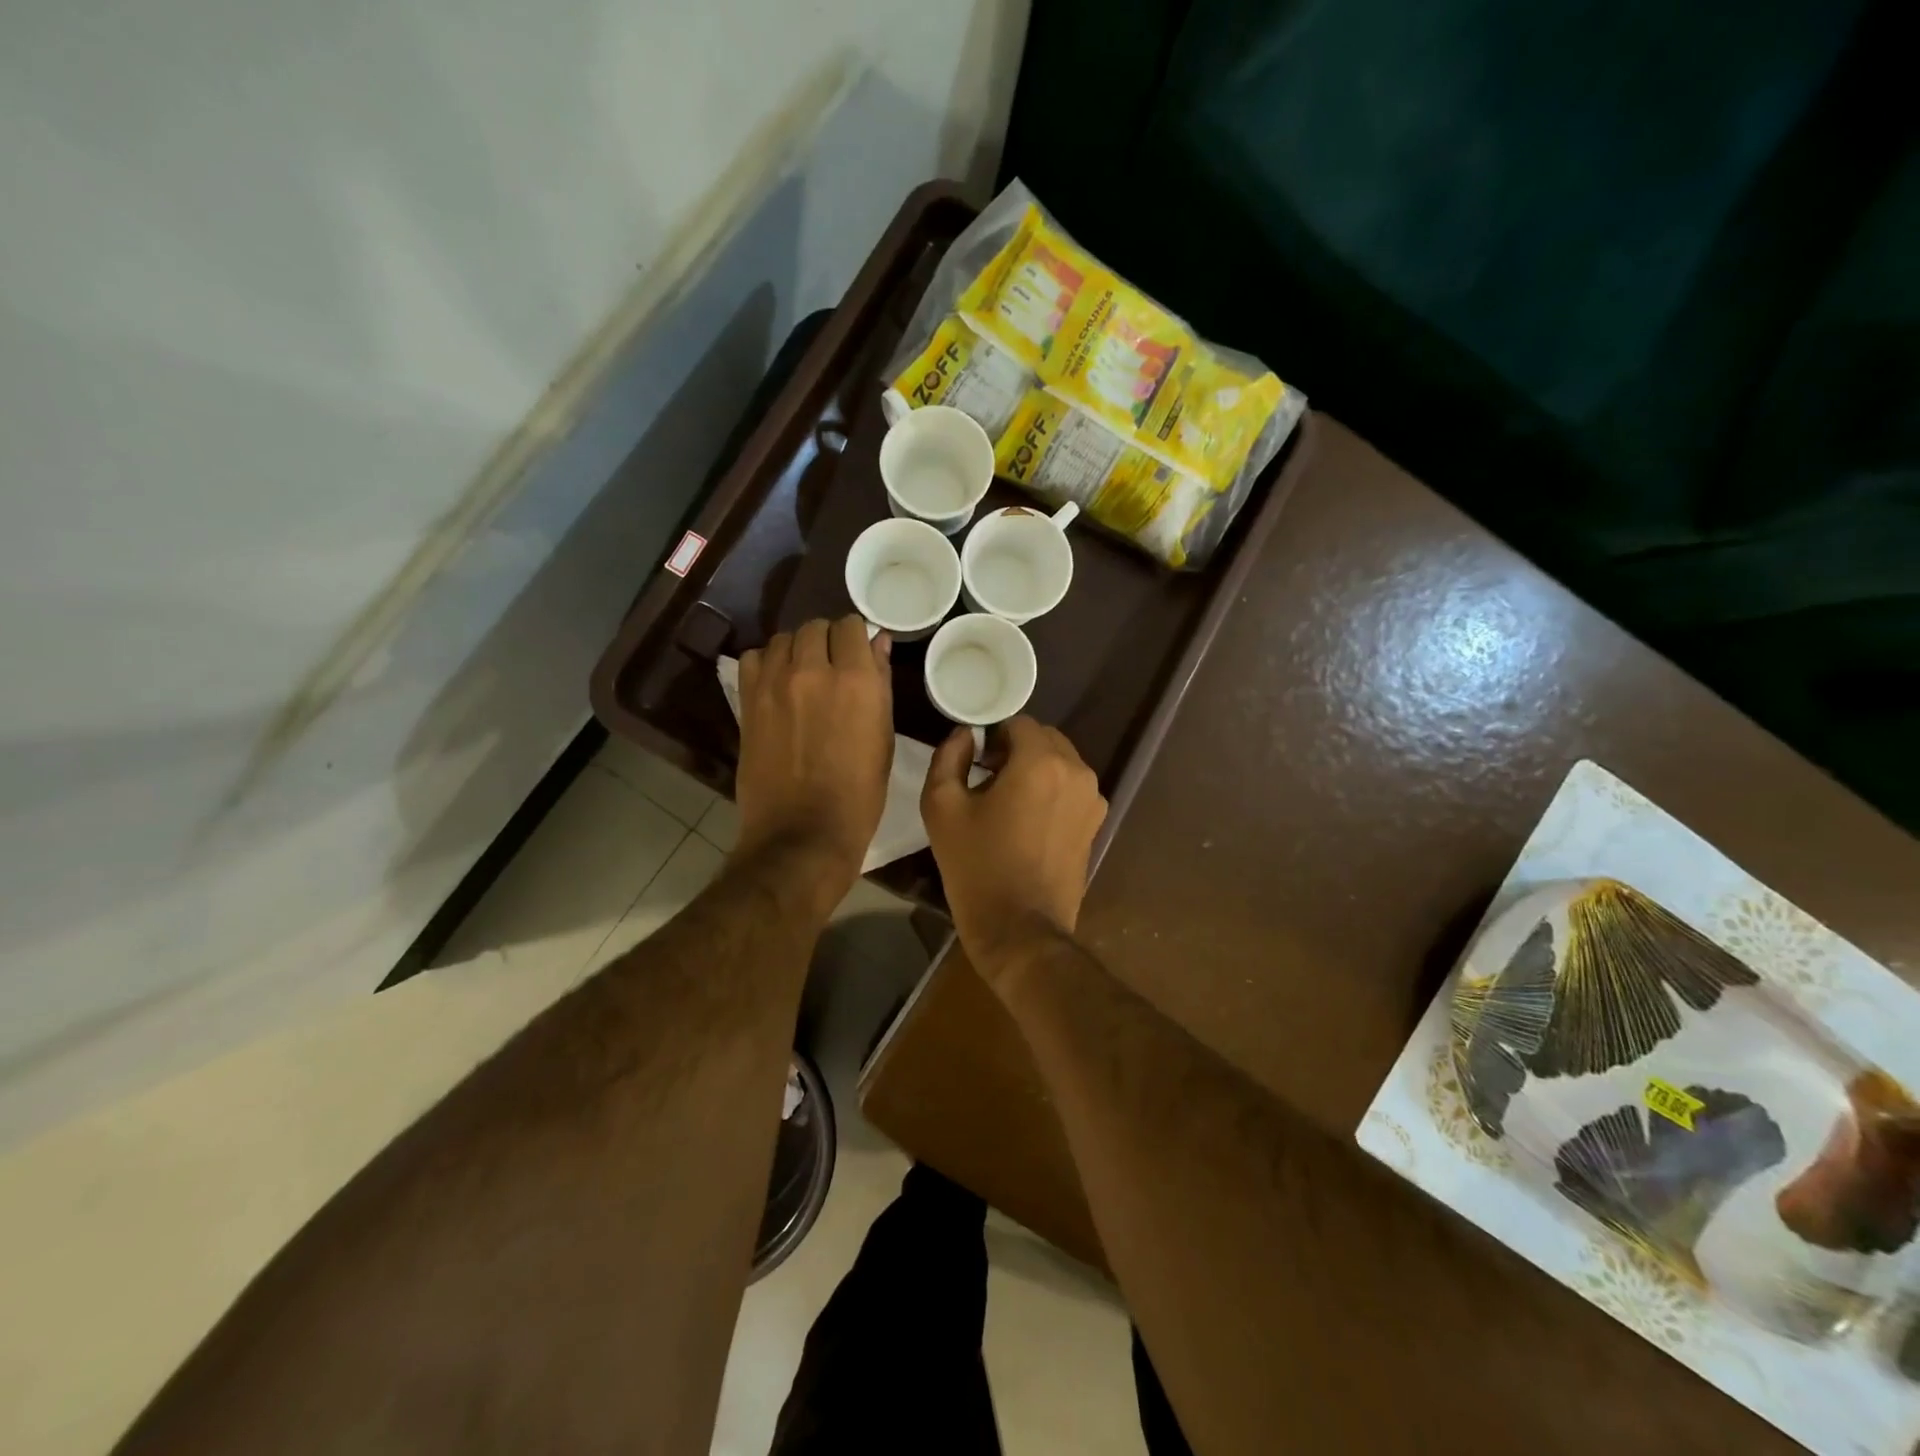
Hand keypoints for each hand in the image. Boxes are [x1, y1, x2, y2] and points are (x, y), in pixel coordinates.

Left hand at [734, 616, 893, 914]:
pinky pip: (754, 658)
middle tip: (832, 666)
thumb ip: (879, 684)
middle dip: (827, 640)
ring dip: (796, 649)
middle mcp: (813, 670)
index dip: (856, 637)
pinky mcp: (748, 701)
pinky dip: (767, 663)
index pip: (852, 625)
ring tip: (802, 674)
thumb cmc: (859, 794)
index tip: (858, 653)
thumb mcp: (883, 738)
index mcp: (856, 679)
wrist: (804, 833)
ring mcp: (775, 683)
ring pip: (784, 638)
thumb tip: (876, 643)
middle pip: (816, 626)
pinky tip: (776, 684)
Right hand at [921, 716, 1107, 979]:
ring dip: (1035, 770)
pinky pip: (1071, 789)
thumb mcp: (942, 807)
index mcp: (1041, 762)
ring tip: (1008, 804)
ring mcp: (1093, 799)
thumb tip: (965, 735)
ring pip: (1061, 763)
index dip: (992, 737)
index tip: (975, 764)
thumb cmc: (976, 867)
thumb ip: (950, 757)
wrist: (1020, 930)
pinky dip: (1051, 792)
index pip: (1018, 723)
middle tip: (987, 781)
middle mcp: (1077, 772)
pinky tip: (1028, 824)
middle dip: (1016, 750)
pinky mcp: (1096, 824)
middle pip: (1044, 739)